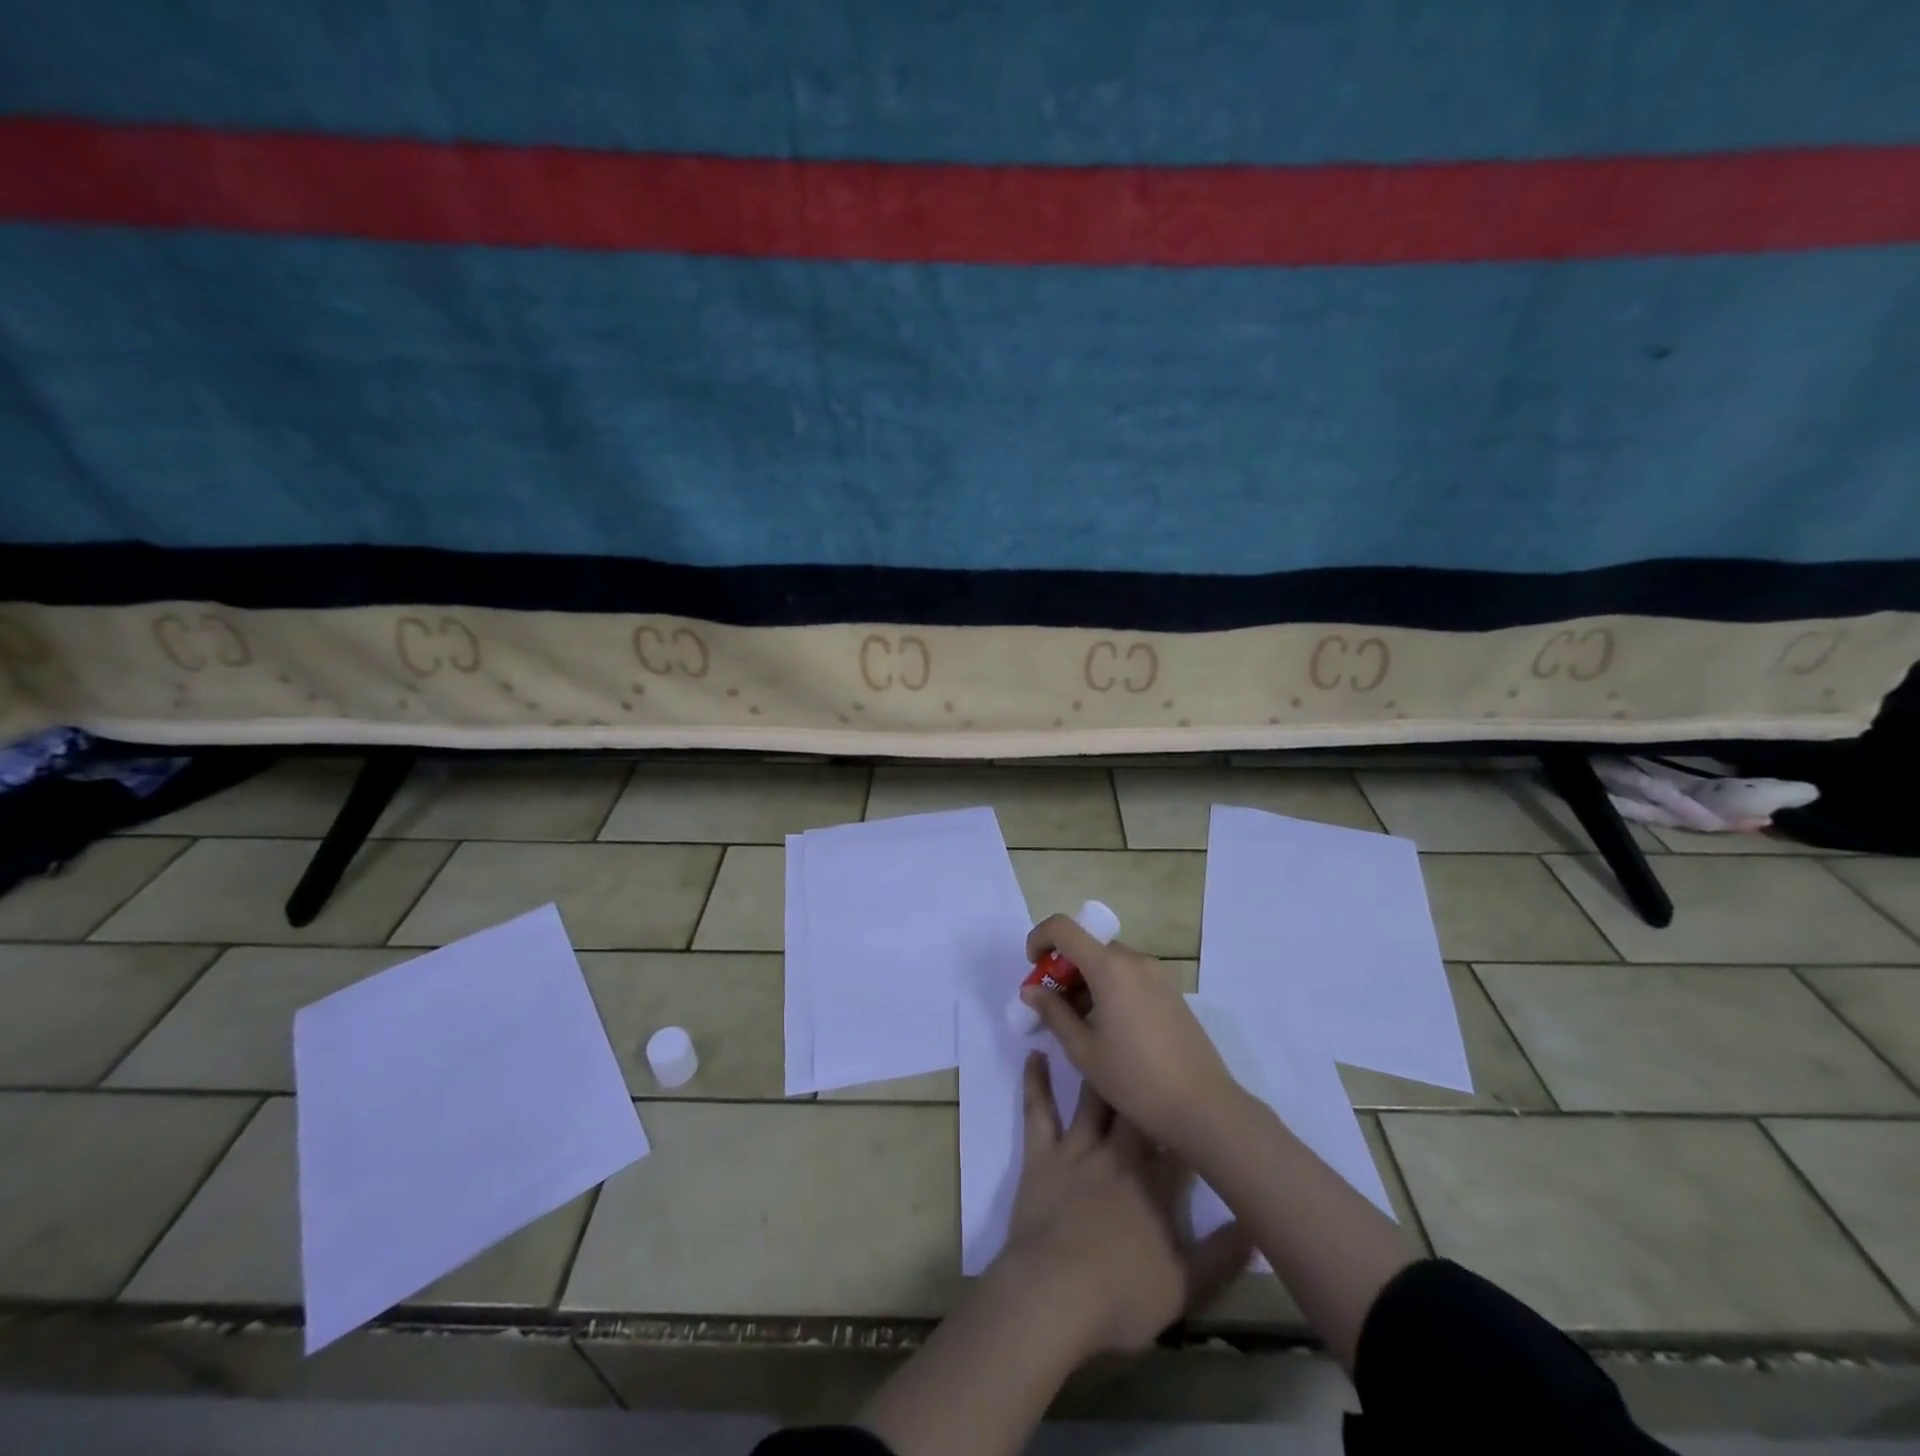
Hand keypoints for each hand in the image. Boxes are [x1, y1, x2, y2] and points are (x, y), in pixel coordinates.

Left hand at [993, 1052, 1249, 1359]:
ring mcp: (1076, 1151)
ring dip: (1097, 1070)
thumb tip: (1254, 1224)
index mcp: (1153, 1184)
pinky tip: (1035, 1054)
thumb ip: (1221, 1256)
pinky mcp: (1041, 1155)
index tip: (1197, 1095)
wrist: (1054, 1293)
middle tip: (1146, 1049)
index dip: (1188, 1120)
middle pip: (1135, 1110)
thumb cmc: (1120, 1294)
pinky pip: (1037, 1111)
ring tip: (1101, 1035)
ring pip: (1092, 1100)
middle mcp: (1118, 1156)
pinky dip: (1034, 1081)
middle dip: (1144, 1081)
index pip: (1178, 1143)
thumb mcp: (1183, 1287)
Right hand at [1023, 915, 1243, 1152]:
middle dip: (1062, 968)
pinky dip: (1109, 987)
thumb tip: (1031, 990)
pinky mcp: (1171, 992)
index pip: (1063, 927)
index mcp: (1109, 967)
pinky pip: (1130, 975)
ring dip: (1086, 980)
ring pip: (1109, 962)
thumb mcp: (1083, 1050)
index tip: (1032, 968)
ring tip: (1078, 1023)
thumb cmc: (1135, 1079)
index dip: (1039, 938)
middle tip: (1052, 1006)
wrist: (1203, 1106)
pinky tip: (1108, 1028)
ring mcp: (1157, 974)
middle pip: (1087, 946)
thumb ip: (1053, 1013)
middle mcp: (1134, 960)